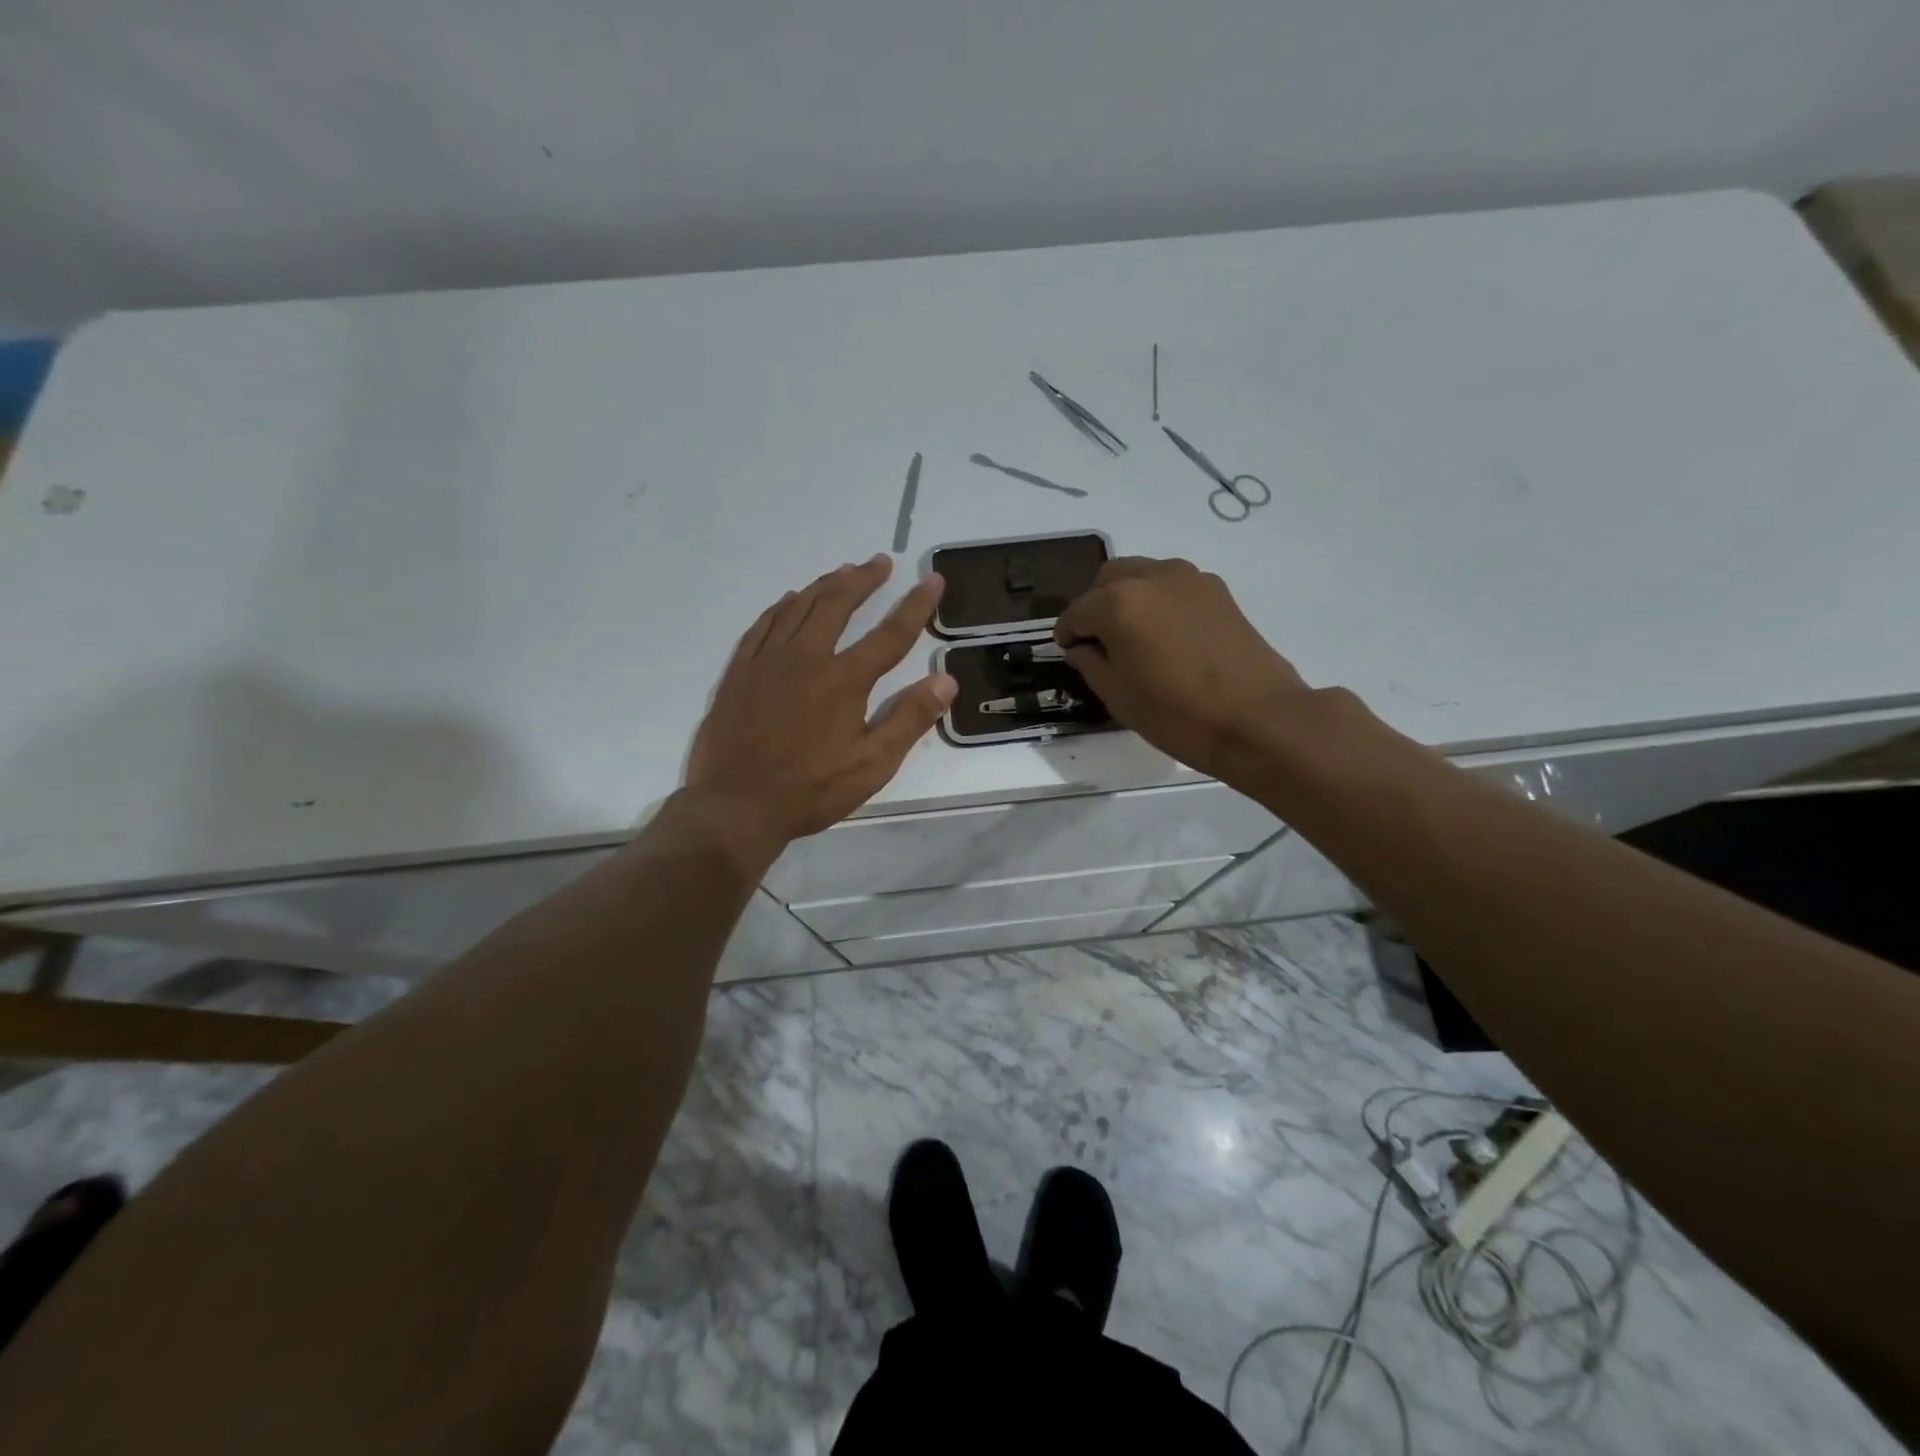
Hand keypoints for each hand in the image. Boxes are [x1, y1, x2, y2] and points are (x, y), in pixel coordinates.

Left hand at [686, 555, 956, 849]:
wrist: (735, 806)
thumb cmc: (811, 790)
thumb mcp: (873, 765)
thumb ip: (910, 719)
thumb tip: (946, 679)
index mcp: (844, 680)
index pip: (890, 634)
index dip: (916, 605)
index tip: (932, 579)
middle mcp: (806, 658)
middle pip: (837, 604)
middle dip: (863, 579)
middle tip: (880, 562)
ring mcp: (767, 661)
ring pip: (798, 607)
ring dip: (824, 585)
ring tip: (842, 572)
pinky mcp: (739, 672)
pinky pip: (762, 625)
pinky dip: (781, 607)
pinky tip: (788, 601)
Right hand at [1054, 557, 1311, 781]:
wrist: (1258, 719)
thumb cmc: (1177, 714)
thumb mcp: (1117, 696)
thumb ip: (1090, 663)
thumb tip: (1082, 647)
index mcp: (1118, 603)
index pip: (1076, 612)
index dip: (1067, 634)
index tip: (1069, 653)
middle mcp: (1151, 578)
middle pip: (1108, 579)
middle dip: (1095, 606)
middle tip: (1099, 642)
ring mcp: (1189, 579)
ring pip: (1142, 575)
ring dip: (1128, 598)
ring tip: (1134, 636)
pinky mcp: (1218, 591)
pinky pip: (1173, 585)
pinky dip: (1159, 601)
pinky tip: (1167, 636)